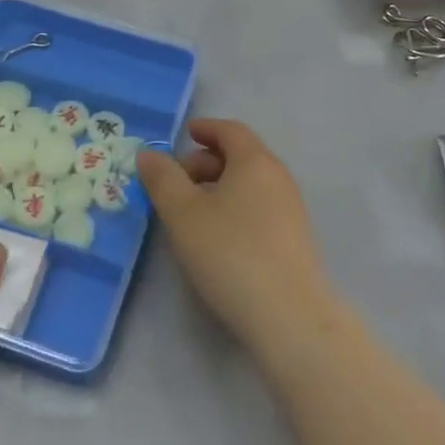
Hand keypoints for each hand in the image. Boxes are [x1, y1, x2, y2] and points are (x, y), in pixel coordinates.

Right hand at [137, 119, 340, 371]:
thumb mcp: (183, 214)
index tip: (186, 134)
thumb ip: (163, 179)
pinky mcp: (295, 239)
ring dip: (221, 187)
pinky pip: (260, 207)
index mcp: (255, 161)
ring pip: (251, 183)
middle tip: (178, 181)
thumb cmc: (231, 253)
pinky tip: (219, 237)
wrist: (289, 316)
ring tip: (193, 212)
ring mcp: (292, 209)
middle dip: (207, 161)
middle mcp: (278, 177)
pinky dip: (236, 207)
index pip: (231, 130)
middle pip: (242, 155)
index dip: (206, 128)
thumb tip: (149, 154)